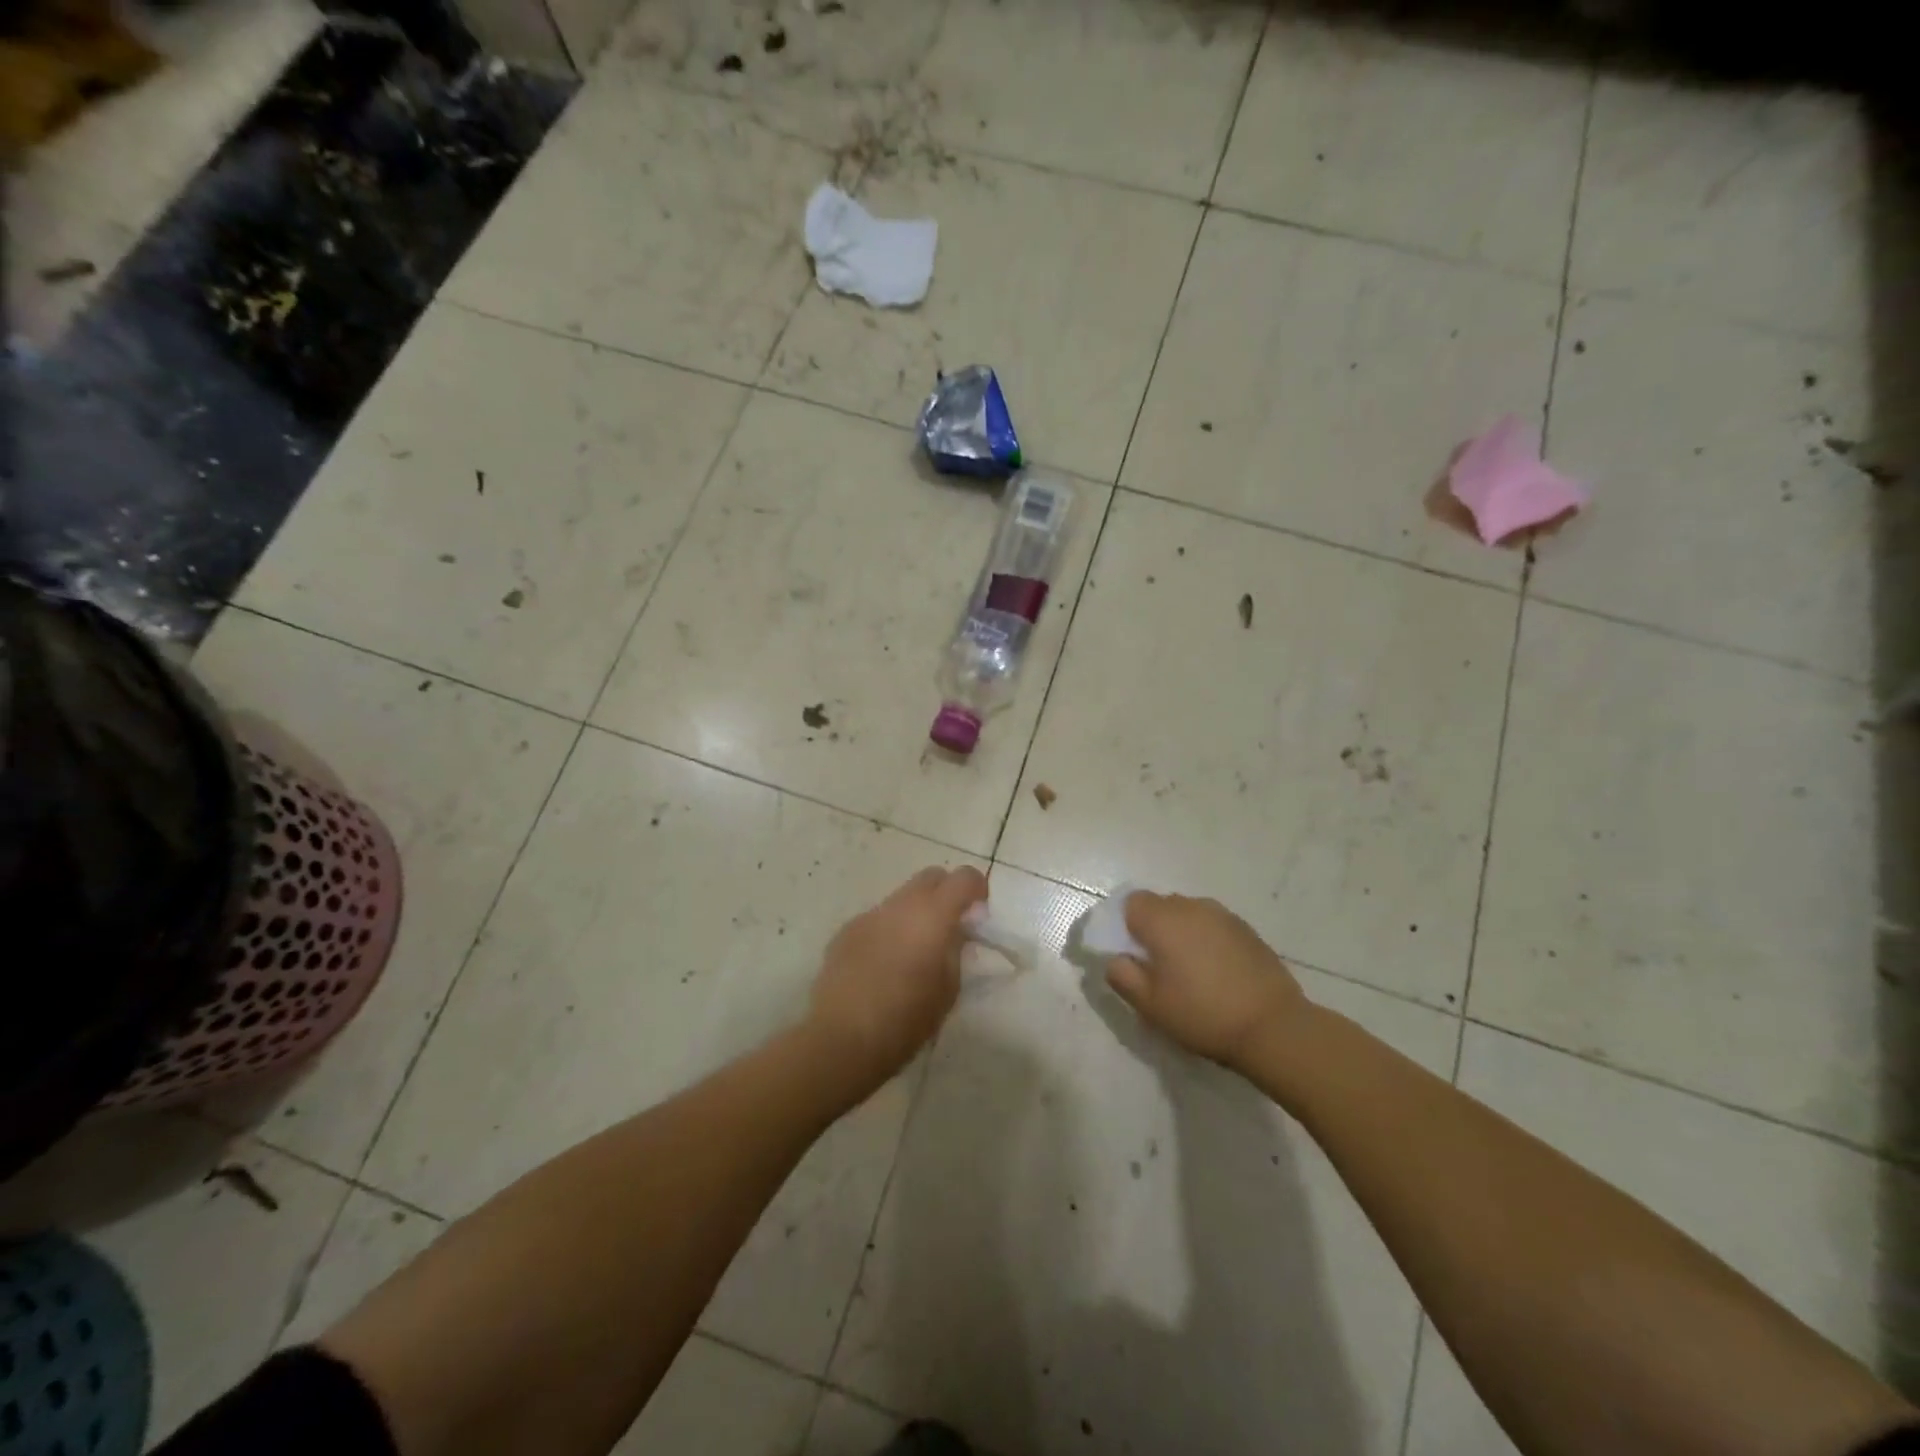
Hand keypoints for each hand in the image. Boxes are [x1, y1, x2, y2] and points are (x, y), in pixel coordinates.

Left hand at [810, 865, 987, 1085]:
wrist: (841, 1039)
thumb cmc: (905, 1020)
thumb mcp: (948, 989)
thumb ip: (955, 951)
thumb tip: (955, 933)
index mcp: (932, 916)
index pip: (963, 877)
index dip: (976, 889)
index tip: (978, 914)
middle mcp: (900, 905)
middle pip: (930, 877)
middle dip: (945, 894)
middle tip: (948, 929)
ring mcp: (869, 915)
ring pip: (901, 898)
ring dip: (914, 914)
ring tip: (913, 952)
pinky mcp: (845, 931)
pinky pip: (876, 920)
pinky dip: (888, 931)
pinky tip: (882, 966)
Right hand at [1105, 892, 1307, 1070]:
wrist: (1274, 1026)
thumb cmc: (1202, 1014)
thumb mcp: (1150, 1005)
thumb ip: (1122, 976)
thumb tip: (1116, 959)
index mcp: (1163, 919)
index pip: (1131, 902)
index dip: (1124, 925)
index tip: (1131, 954)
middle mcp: (1192, 907)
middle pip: (1160, 905)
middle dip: (1152, 928)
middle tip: (1157, 967)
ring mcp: (1223, 915)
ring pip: (1188, 914)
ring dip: (1180, 933)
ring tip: (1188, 970)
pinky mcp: (1246, 929)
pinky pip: (1212, 925)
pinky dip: (1206, 940)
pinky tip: (1215, 972)